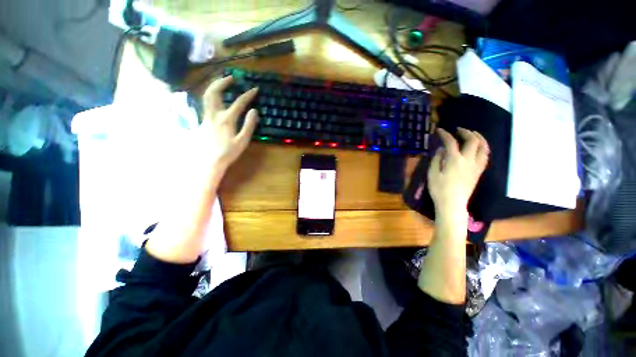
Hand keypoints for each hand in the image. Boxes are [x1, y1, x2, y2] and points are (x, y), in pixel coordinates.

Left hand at [198, 76, 258, 172]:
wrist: (209, 161)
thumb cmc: (228, 152)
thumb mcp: (242, 141)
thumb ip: (249, 125)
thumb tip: (254, 111)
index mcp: (226, 119)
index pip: (239, 102)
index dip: (248, 95)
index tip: (255, 89)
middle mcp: (214, 114)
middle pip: (215, 92)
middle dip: (222, 82)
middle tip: (231, 77)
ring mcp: (206, 116)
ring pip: (207, 96)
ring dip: (214, 86)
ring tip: (222, 83)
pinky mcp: (202, 120)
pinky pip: (205, 103)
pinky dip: (211, 96)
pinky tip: (216, 98)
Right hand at [427, 127, 488, 217]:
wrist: (452, 204)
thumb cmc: (439, 189)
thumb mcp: (432, 173)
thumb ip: (436, 159)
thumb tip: (441, 149)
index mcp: (454, 160)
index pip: (451, 142)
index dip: (445, 134)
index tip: (439, 130)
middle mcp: (468, 160)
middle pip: (472, 141)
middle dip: (466, 132)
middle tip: (458, 130)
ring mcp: (476, 166)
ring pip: (483, 147)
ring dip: (479, 138)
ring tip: (473, 134)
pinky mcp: (478, 172)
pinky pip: (485, 156)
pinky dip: (482, 148)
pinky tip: (477, 148)